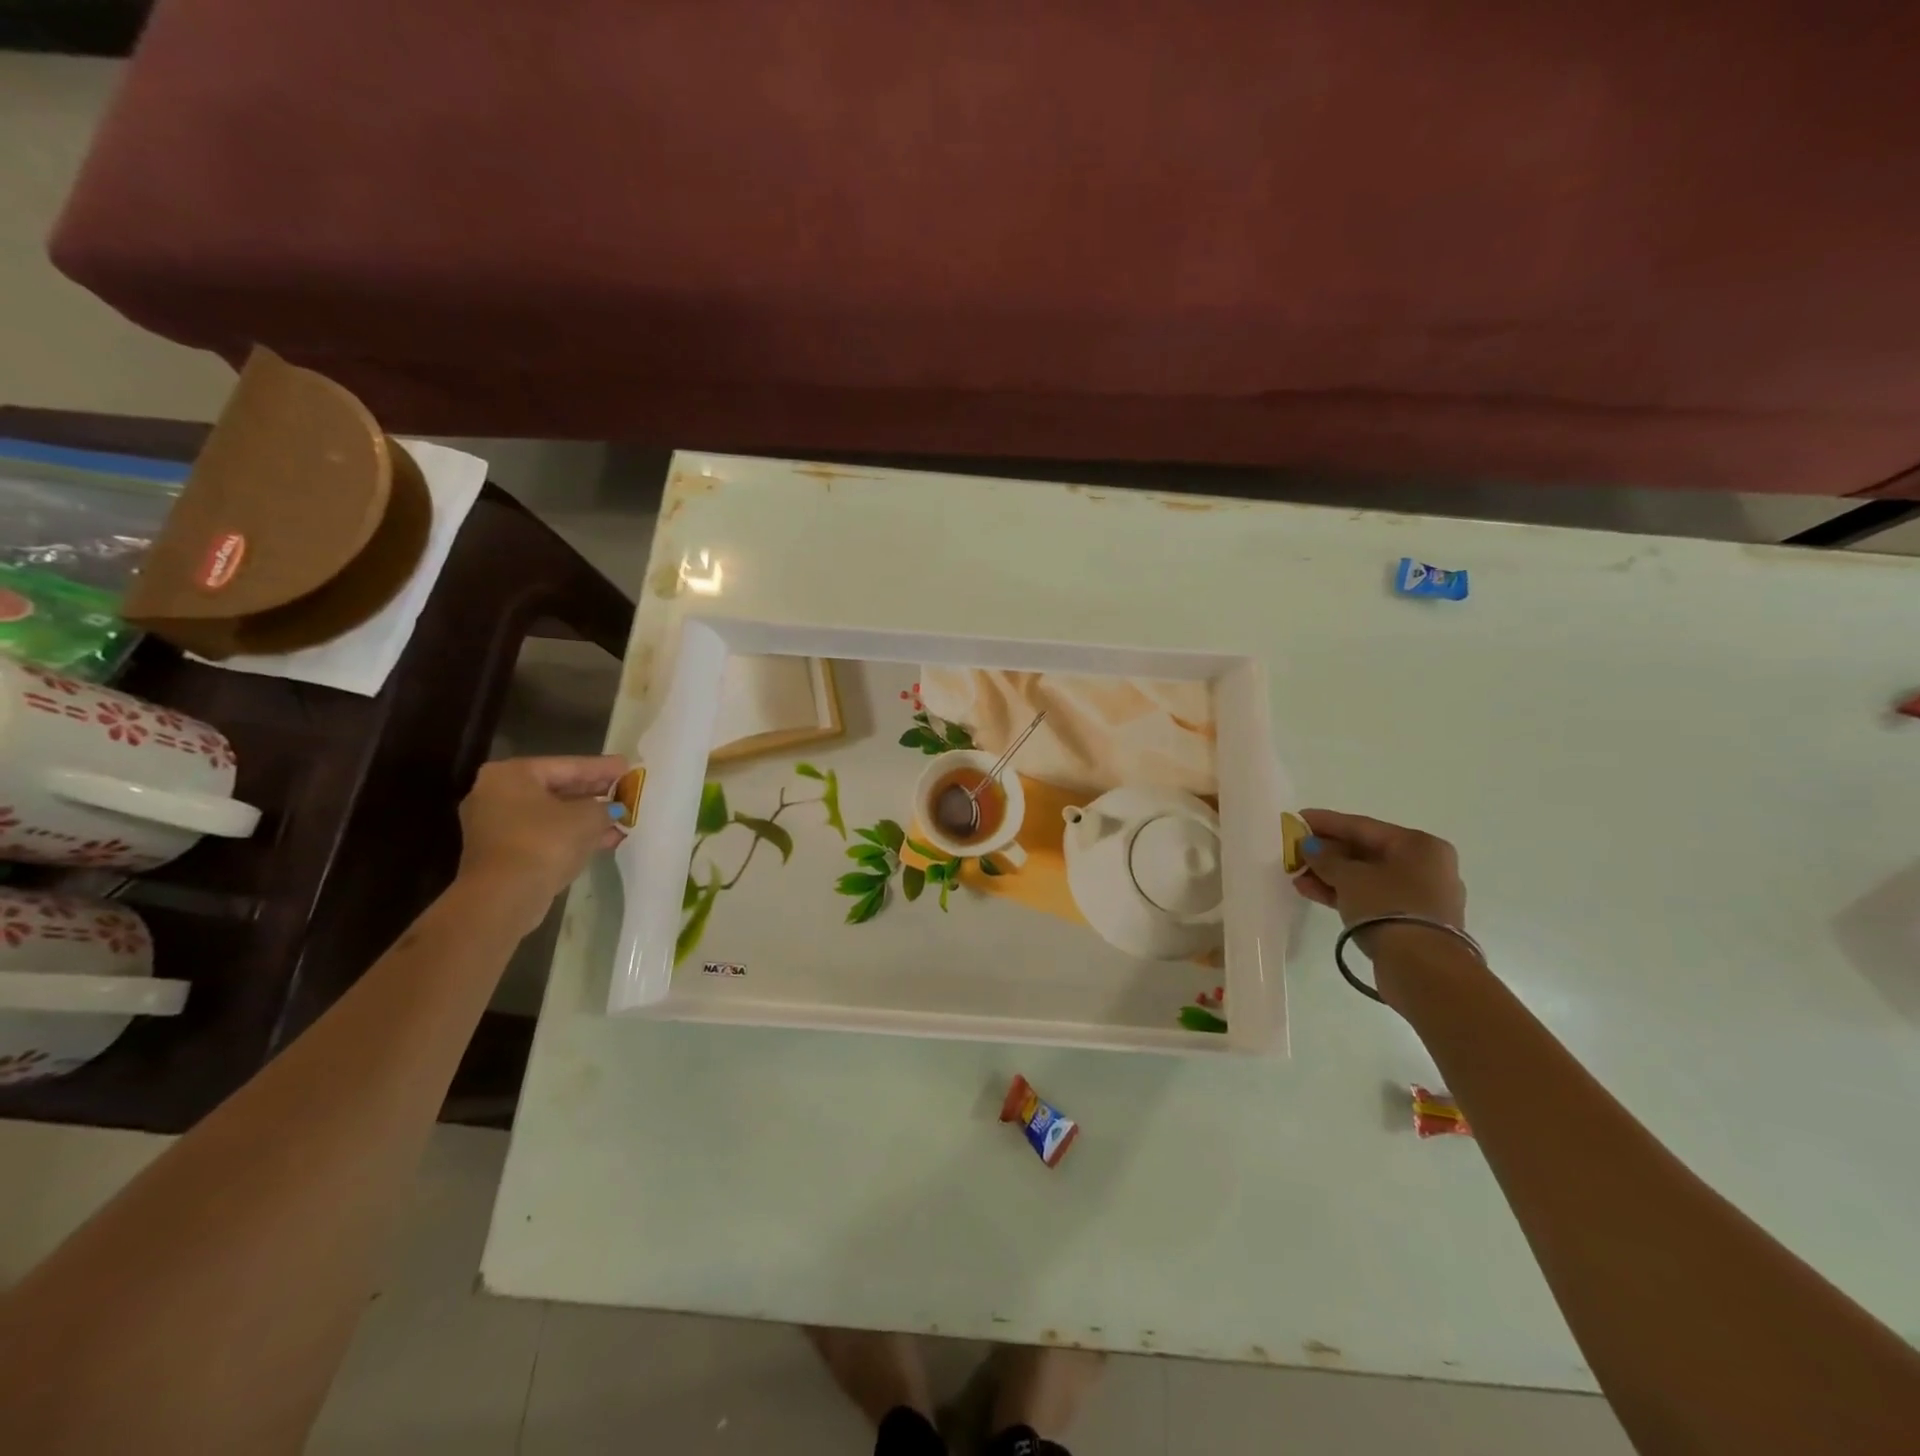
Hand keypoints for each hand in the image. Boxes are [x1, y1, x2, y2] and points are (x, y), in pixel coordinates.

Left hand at [457, 755, 626, 925]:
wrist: (505, 896)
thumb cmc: (545, 842)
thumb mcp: (588, 817)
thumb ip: (606, 806)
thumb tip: (614, 808)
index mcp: (511, 774)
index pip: (568, 765)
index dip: (602, 767)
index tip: (628, 767)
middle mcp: (496, 793)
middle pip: (557, 788)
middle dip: (594, 792)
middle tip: (626, 790)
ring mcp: (495, 825)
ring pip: (552, 814)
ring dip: (586, 817)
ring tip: (622, 817)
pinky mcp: (501, 852)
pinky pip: (544, 834)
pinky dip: (571, 834)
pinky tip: (604, 839)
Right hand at [1295, 809, 1465, 932]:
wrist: (1423, 968)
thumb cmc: (1388, 907)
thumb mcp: (1349, 877)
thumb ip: (1326, 858)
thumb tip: (1310, 846)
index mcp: (1420, 845)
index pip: (1363, 826)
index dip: (1326, 822)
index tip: (1297, 819)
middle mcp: (1427, 865)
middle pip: (1366, 851)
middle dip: (1327, 853)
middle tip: (1294, 852)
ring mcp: (1421, 895)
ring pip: (1367, 877)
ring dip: (1331, 875)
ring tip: (1298, 877)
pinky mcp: (1412, 921)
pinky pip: (1372, 897)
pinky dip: (1345, 893)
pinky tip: (1313, 892)